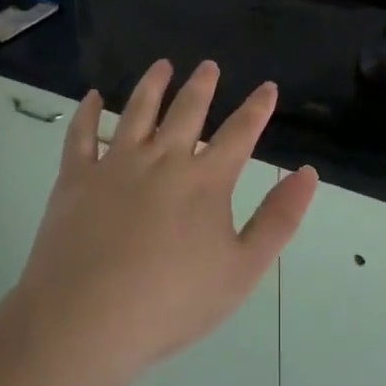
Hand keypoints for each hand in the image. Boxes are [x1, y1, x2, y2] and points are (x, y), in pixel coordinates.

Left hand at [9, 59, 318, 385]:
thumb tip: (307, 173)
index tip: (267, 87)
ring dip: (152, 84)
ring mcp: (116, 164)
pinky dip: (87, 112)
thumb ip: (278, 219)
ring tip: (162, 65)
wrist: (86, 320)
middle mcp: (163, 158)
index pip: (239, 133)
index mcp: (205, 180)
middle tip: (208, 65)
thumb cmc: (171, 302)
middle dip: (202, 85)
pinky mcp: (77, 177)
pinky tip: (91, 96)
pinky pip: (82, 135)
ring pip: (138, 110)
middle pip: (187, 110)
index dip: (257, 108)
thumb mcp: (241, 269)